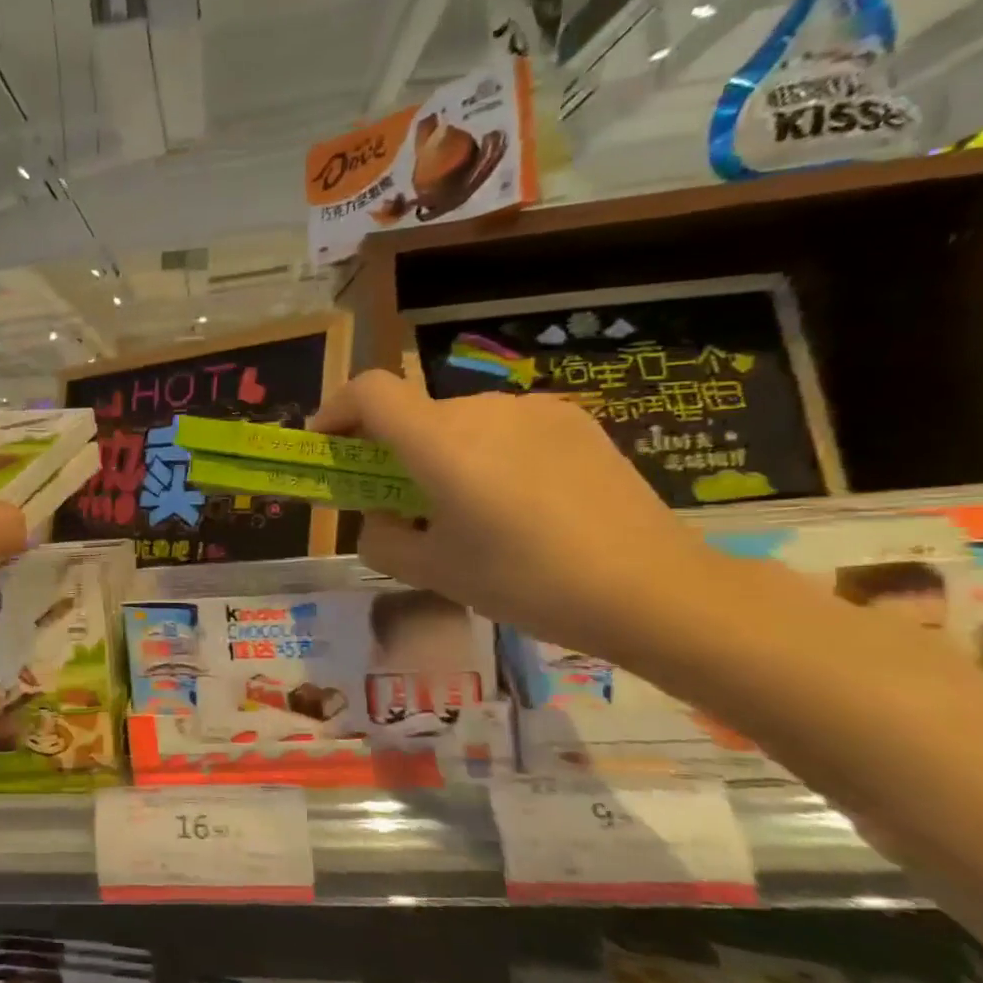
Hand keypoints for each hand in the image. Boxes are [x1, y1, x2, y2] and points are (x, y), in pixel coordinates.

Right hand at [311, 370, 714, 656]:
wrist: (654, 590)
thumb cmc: (526, 582)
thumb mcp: (432, 572)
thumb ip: (381, 539)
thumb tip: (379, 518)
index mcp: (441, 441)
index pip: (369, 391)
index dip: (336, 410)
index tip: (327, 446)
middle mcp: (483, 409)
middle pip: (414, 413)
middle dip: (390, 450)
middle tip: (398, 502)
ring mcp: (535, 410)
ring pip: (459, 421)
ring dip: (440, 454)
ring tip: (464, 510)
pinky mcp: (575, 421)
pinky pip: (505, 427)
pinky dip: (485, 453)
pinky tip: (516, 503)